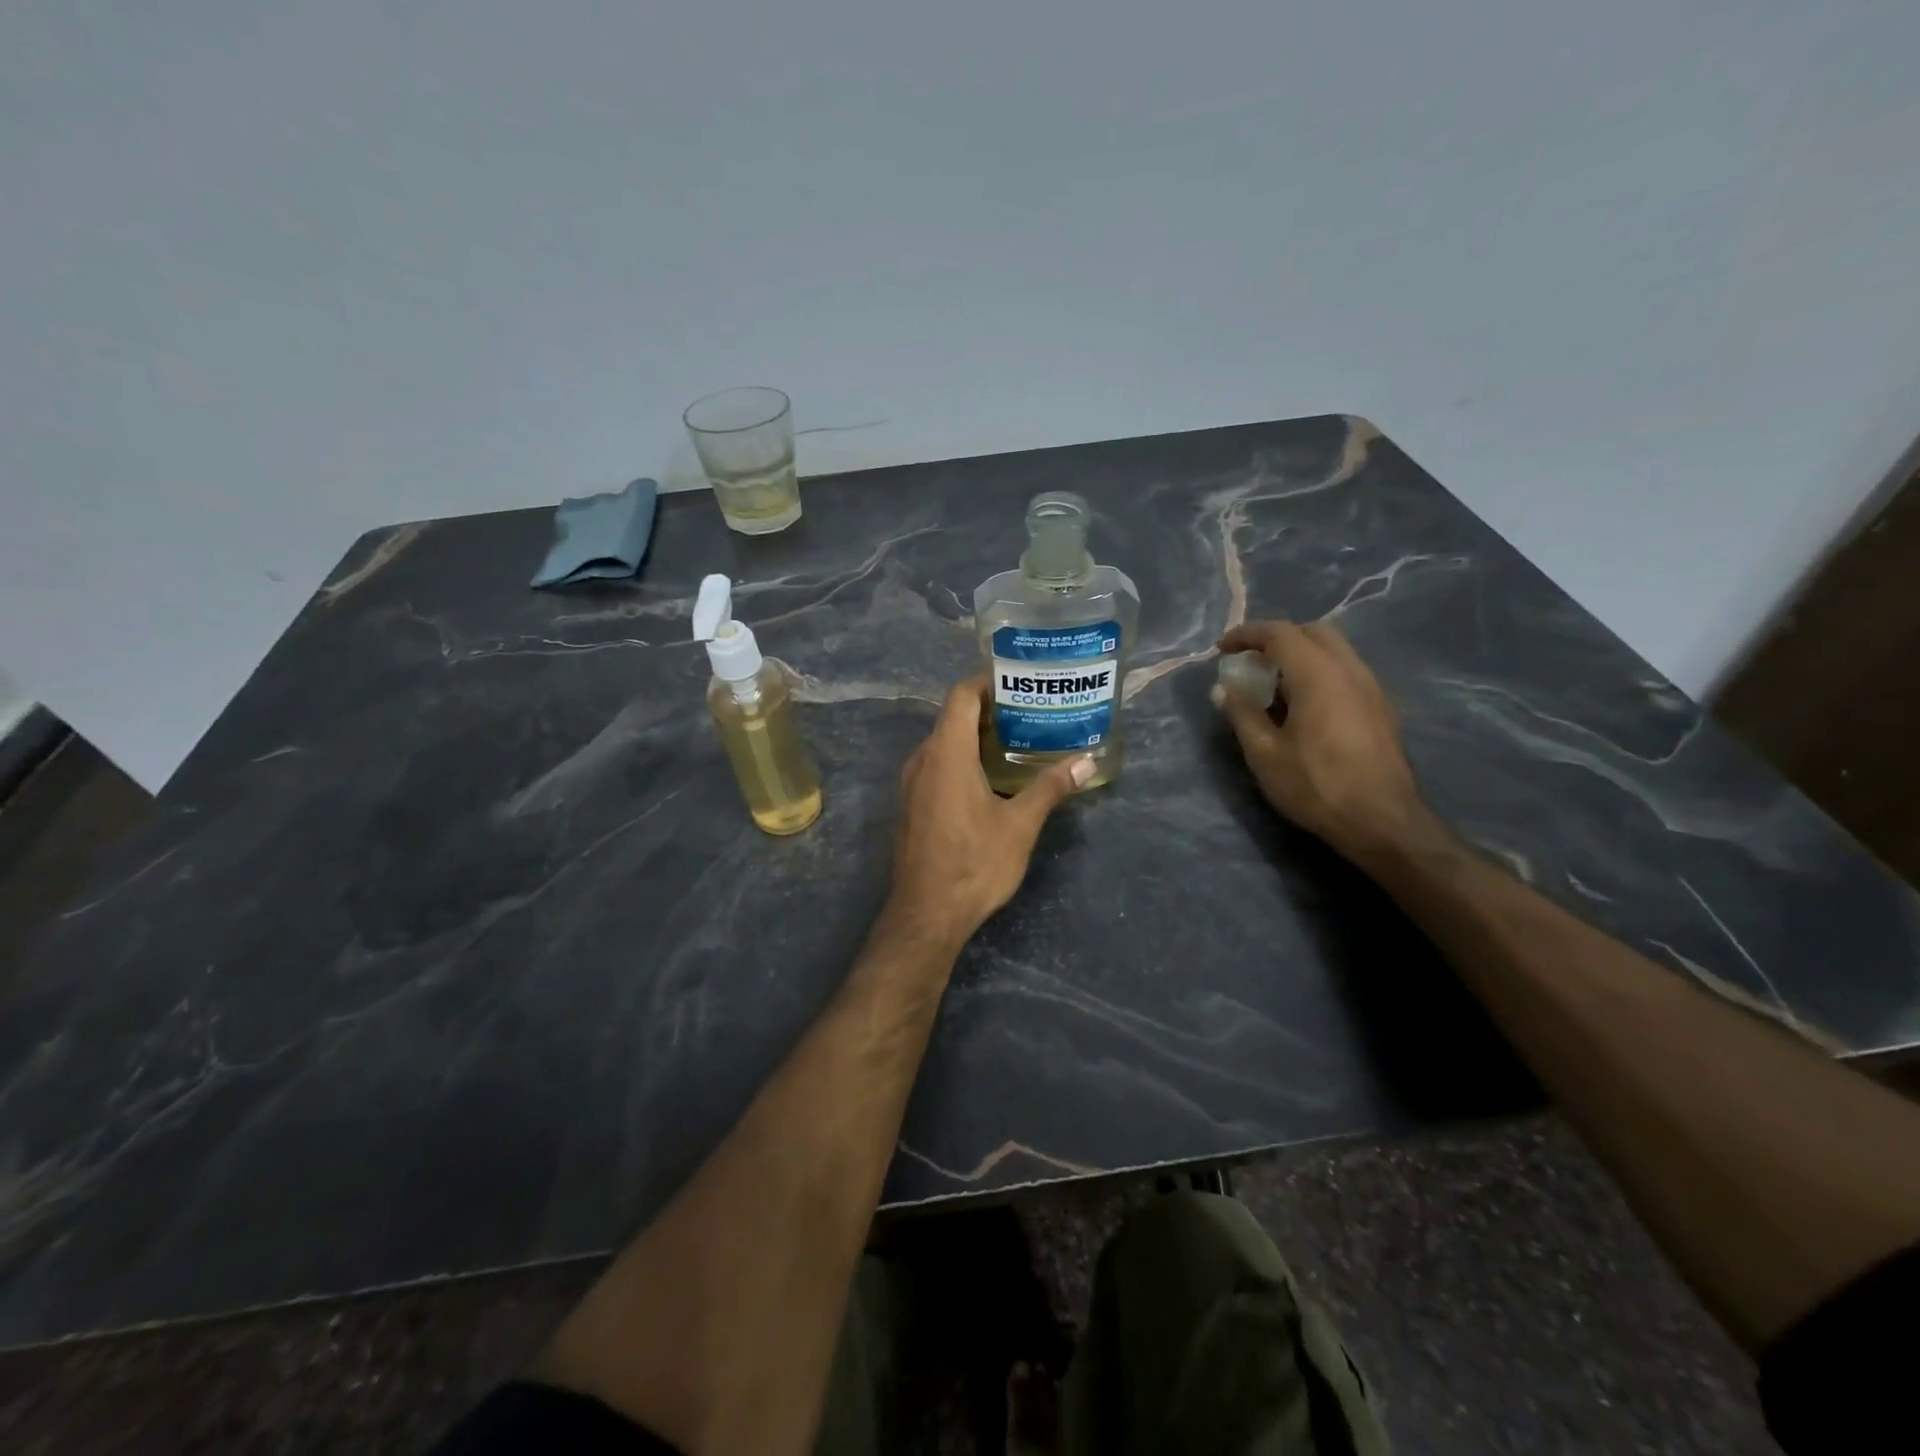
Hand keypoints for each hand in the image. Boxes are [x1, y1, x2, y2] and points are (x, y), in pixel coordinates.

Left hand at [888, 676, 1091, 943]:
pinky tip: (990, 778)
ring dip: (976, 737)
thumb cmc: (974, 863)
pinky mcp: (911, 805)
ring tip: (1017, 742)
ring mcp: (911, 784)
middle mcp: (922, 759)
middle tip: (1030, 713)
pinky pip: (936, 766)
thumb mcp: (1020, 825)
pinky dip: (962, 760)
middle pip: (953, 717)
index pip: (961, 696)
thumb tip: (1086, 761)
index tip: (1019, 682)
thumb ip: (1050, 787)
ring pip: (943, 743)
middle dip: (990, 710)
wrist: (926, 914)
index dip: (987, 681)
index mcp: (946, 753)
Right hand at [1212, 619, 1432, 863]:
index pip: (1279, 633)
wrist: (1382, 821)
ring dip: (1300, 655)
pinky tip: (1303, 705)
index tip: (1222, 649)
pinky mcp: (1380, 707)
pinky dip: (1319, 672)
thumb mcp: (1264, 753)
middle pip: (1312, 632)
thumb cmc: (1316, 785)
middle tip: (1250, 661)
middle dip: (1277, 638)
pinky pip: (1345, 671)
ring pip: (1334, 650)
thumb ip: (1242, 713)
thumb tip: (1223, 688)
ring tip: (1273, 684)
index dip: (1247, 635)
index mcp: (1318, 675)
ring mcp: (1371, 687)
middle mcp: (1349, 670)